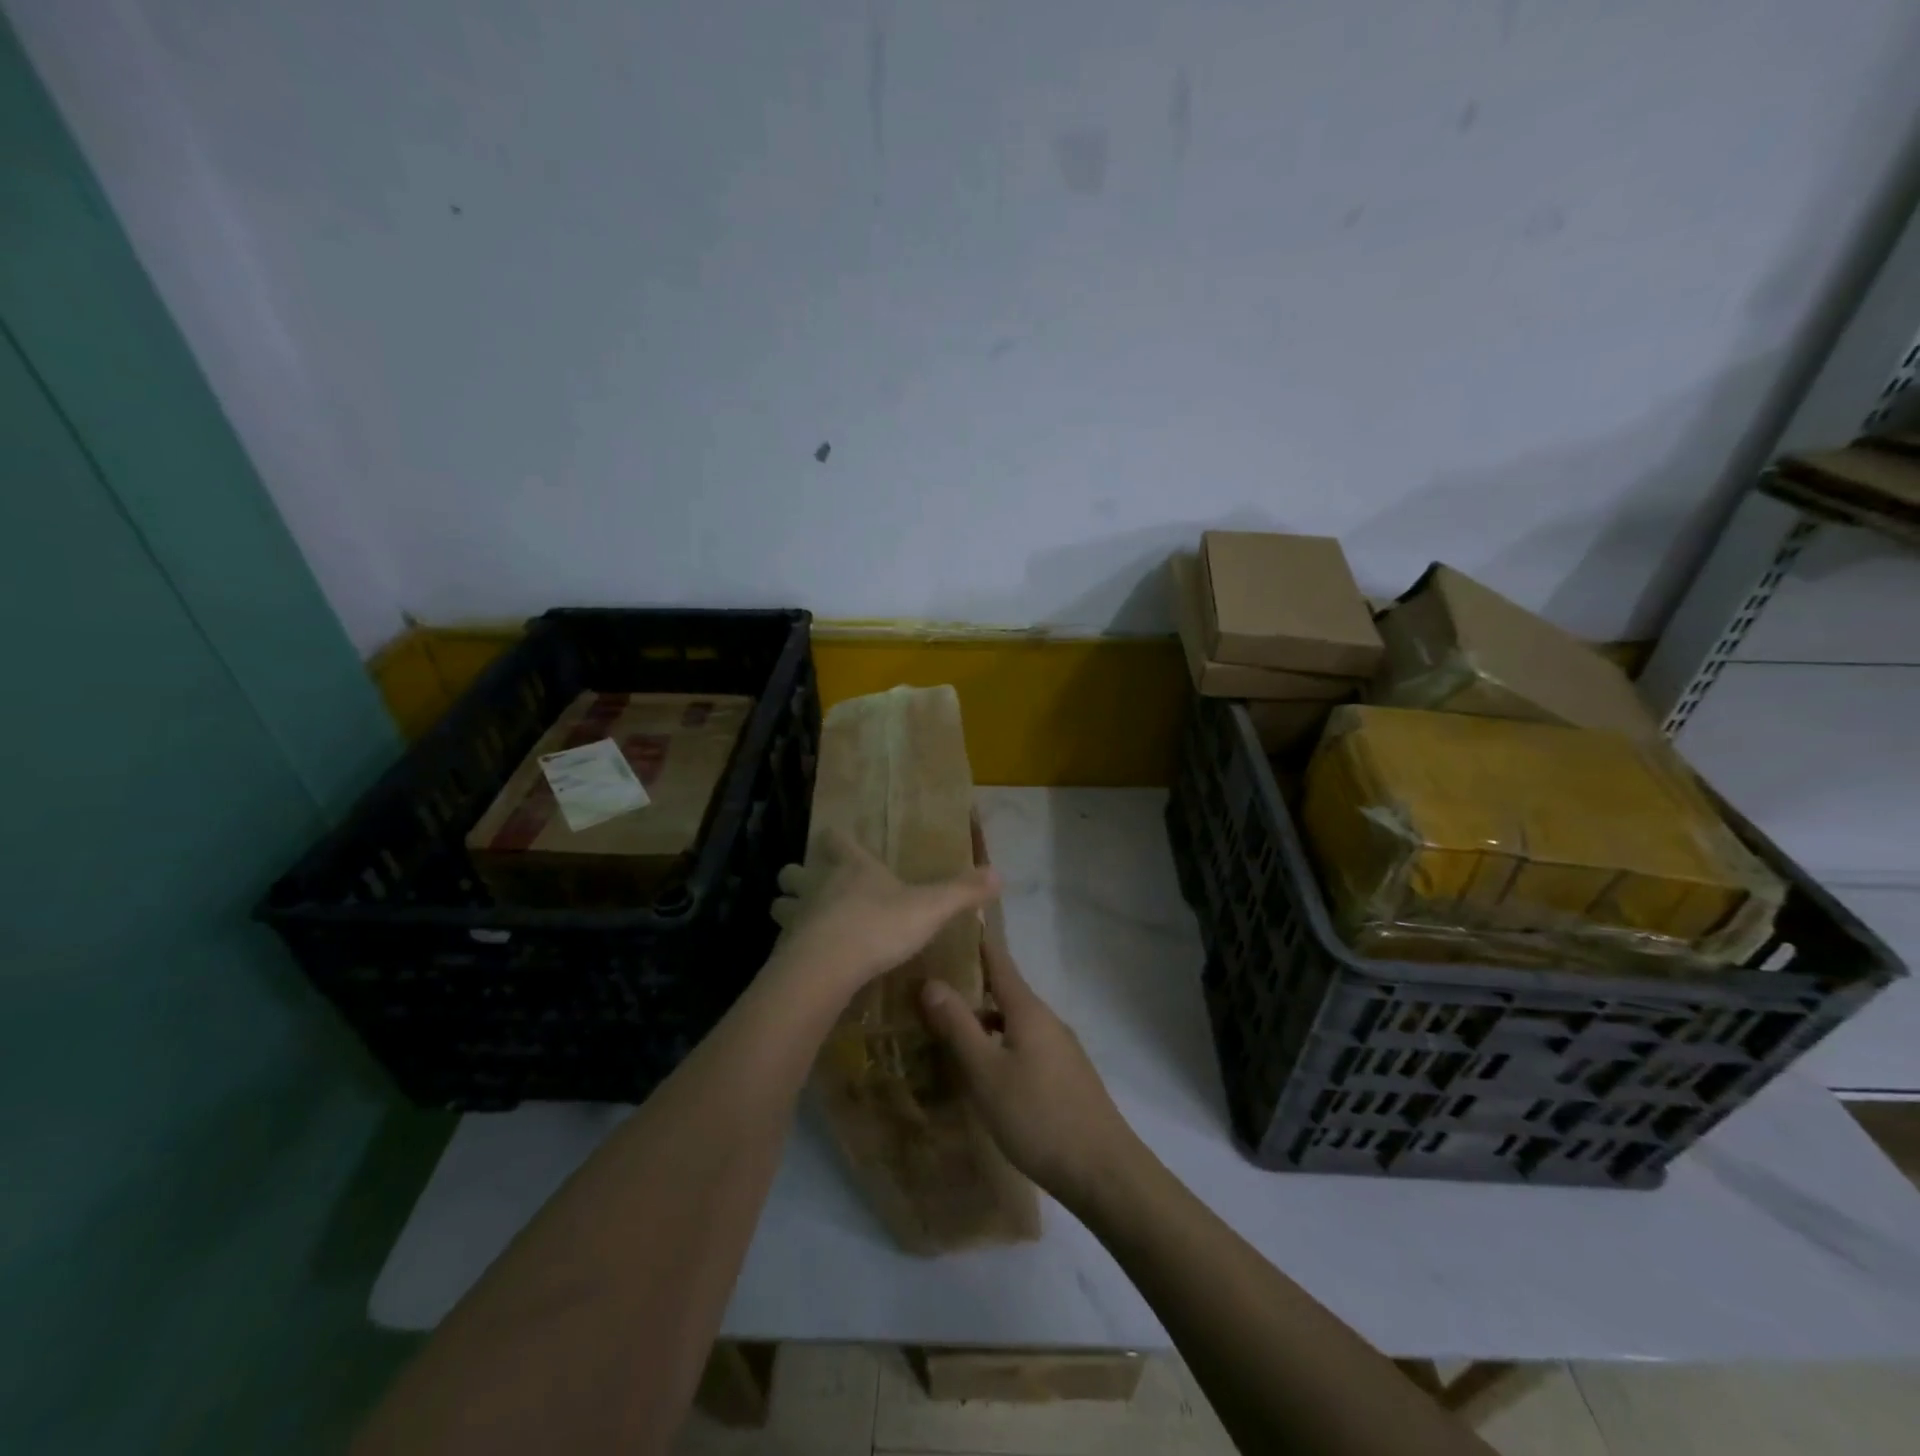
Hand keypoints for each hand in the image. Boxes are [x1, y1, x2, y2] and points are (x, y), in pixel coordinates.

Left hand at [769, 828, 999, 998]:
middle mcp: (818, 886)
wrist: (825, 968)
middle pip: (795, 871)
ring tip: (803, 922)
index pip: (836, 841)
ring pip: (780, 904)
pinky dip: (790, 946)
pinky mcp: (782, 950)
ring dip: (788, 908)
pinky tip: (804, 960)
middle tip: (812, 885)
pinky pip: (782, 942)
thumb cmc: (878, 926)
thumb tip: (998, 873)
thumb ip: (961, 892)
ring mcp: (795, 917)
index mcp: (853, 868)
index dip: (836, 839)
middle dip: (799, 876)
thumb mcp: (930, 908)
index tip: (834, 838)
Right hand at [919, 933, 1139, 1211]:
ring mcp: (1060, 1048)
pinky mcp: (1065, 1076)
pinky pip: (1024, 1045)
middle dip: (972, 985)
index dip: (978, 941)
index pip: (999, 962)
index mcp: (1028, 1010)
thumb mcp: (986, 1073)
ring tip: (948, 1030)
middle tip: (932, 985)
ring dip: (984, 1020)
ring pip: (1014, 1023)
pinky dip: (999, 1044)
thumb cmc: (1038, 1116)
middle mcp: (1047, 1020)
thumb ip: (958, 1026)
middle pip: (1005, 992)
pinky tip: (983, 1071)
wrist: (1104, 1171)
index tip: (954, 921)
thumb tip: (930, 981)